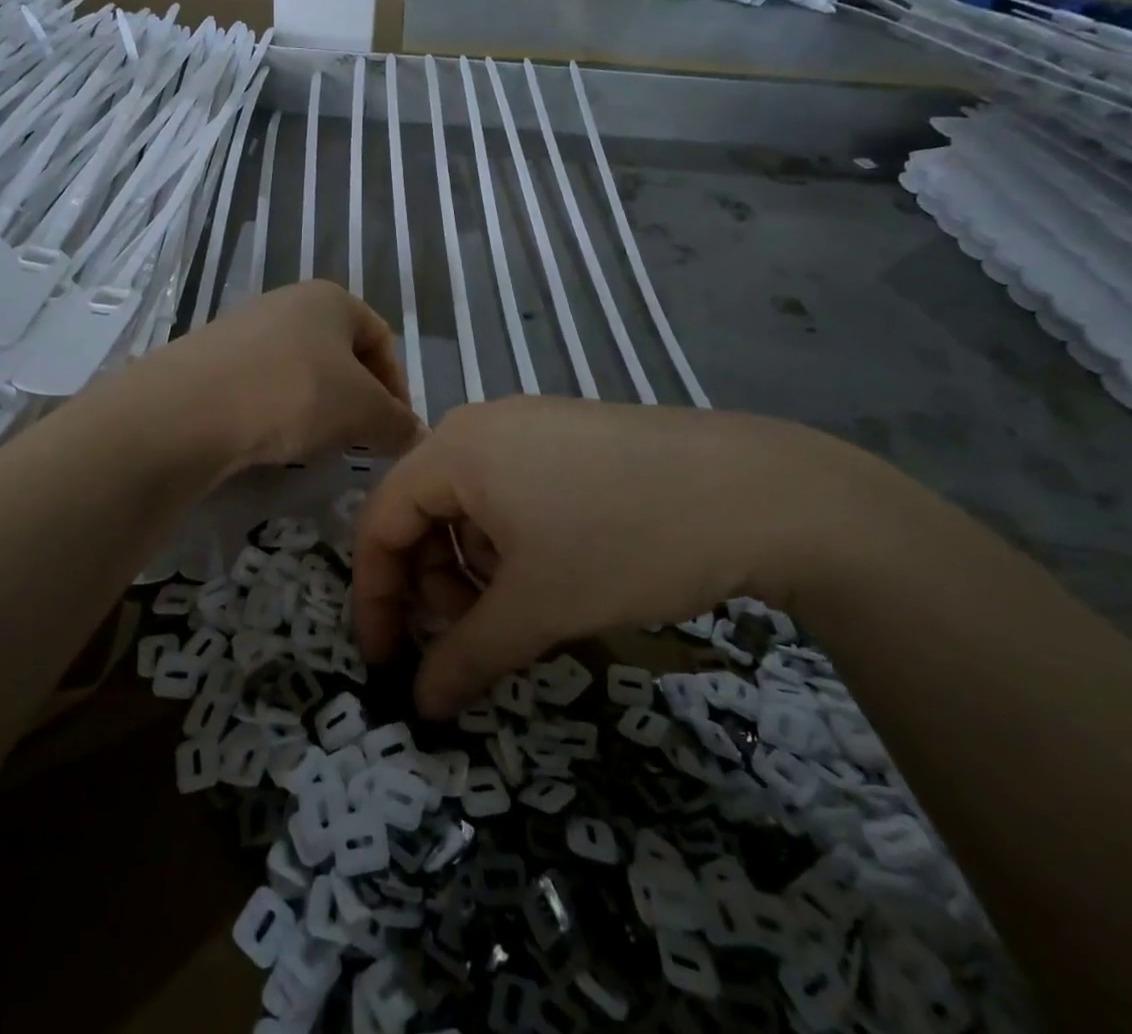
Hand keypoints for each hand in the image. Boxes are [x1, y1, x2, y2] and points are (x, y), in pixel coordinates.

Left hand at [137, 281, 421, 473]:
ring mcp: (244, 326)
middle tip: (359, 439)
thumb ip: (397, 422)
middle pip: (340, 354)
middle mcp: (288, 301)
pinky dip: (277, 410)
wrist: (190, 409)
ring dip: (317, 406)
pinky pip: (261, 384)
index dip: (398, 386)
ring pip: (300, 370)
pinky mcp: (211, 358)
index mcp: (331, 298)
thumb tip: (415, 435)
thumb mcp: (363, 411)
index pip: (382, 339)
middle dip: (356, 398)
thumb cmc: (295, 393)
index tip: (396, 429)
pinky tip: (271, 438)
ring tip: (315, 442)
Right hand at [353, 397, 897, 716]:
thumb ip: (466, 657)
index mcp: (454, 448)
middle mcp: (481, 425)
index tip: (387, 660)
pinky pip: (509, 490)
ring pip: (468, 504)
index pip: (380, 520)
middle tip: (469, 636)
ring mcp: (528, 425)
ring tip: (521, 607)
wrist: (756, 491)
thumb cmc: (625, 541)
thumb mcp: (538, 607)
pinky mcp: (567, 436)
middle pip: (422, 510)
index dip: (375, 596)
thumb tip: (421, 706)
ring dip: (474, 566)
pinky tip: (555, 569)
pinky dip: (510, 541)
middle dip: (432, 583)